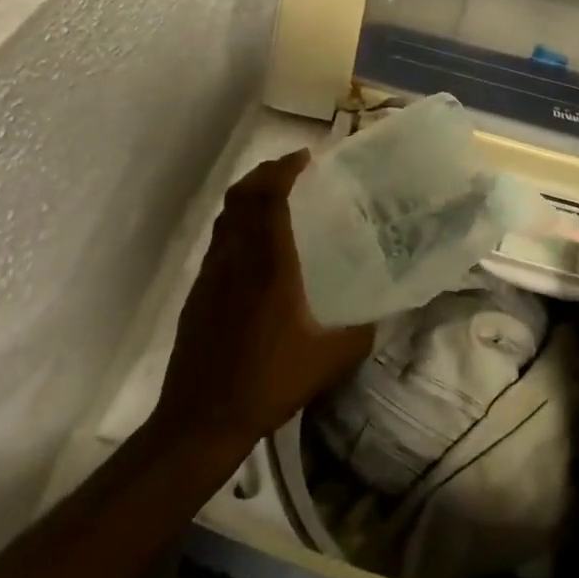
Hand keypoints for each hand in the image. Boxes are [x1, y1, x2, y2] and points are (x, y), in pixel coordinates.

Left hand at [153, 150, 373, 450]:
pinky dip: (237, 223)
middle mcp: (236, 258)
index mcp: (269, 264)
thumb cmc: (267, 383)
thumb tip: (380, 317)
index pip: (269, 197)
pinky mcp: (198, 292)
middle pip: (242, 196)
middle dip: (266, 173)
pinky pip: (219, 239)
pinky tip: (255, 245)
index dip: (284, 169)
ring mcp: (212, 273)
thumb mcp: (328, 361)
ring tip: (276, 197)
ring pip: (226, 216)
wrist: (200, 419)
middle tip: (293, 169)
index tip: (305, 158)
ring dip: (249, 195)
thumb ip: (360, 334)